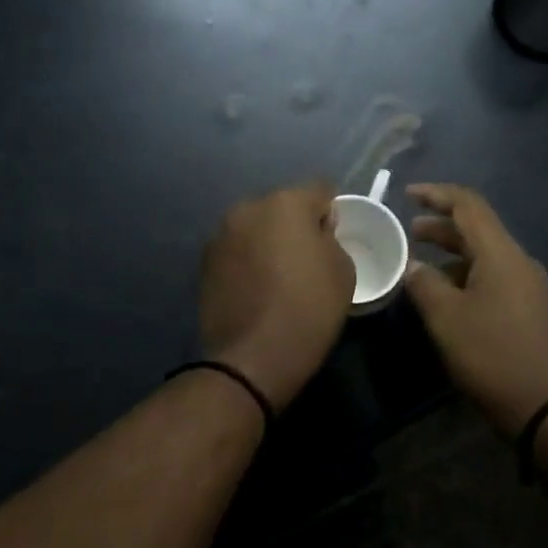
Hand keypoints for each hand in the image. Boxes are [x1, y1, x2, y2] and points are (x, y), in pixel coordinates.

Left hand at [200, 183, 355, 411]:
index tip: (334, 238)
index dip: (331, 212)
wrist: (252, 357)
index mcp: (286, 203)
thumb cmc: (309, 310)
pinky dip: (247, 260)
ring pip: (256, 227)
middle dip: (295, 225)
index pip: (320, 190)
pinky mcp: (204, 262)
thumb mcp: (343, 271)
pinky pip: (237, 250)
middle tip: (306, 259)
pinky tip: (256, 288)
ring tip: (278, 277)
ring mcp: (221, 235)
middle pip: (282, 207)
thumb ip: (331, 238)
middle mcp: (248, 208)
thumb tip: (316, 231)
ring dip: (267, 241)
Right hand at [403, 183, 547, 436]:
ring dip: (453, 254)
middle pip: (478, 229)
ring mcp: (530, 286)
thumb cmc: (492, 355)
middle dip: (441, 227)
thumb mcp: (446, 318)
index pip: (469, 205)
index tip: (408, 194)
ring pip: (486, 256)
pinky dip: (467, 275)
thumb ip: (424, 284)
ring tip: (422, 266)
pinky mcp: (532, 309)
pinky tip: (448, 296)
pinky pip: (495, 277)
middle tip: (409, 231)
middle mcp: (520, 262)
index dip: (437, 194)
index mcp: (501, 254)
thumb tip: (413, 265)